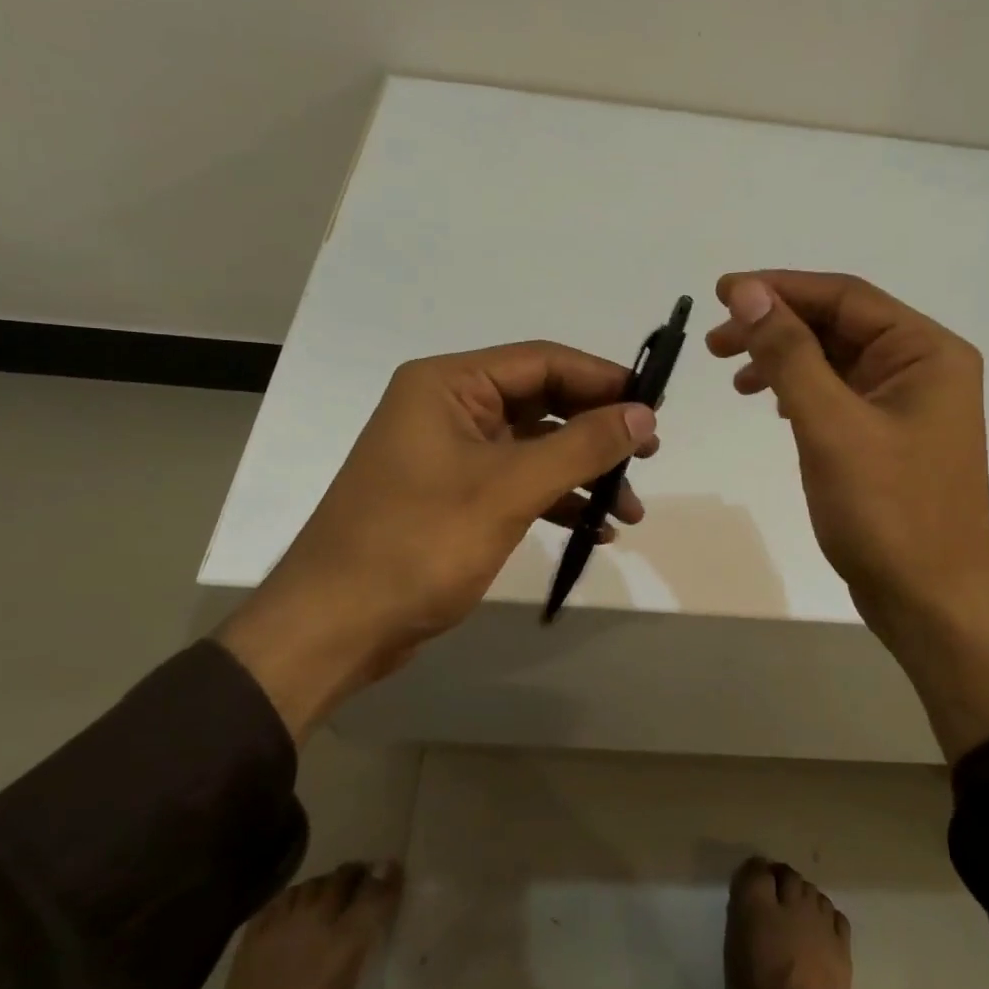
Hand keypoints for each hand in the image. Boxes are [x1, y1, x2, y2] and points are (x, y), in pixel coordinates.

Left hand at [216, 342, 657, 739]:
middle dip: (597, 432)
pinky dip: (556, 500)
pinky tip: (593, 530)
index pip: (542, 362)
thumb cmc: (418, 543)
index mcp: (449, 385)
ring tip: (628, 510)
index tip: (654, 406)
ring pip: (534, 447)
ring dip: (583, 473)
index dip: (603, 379)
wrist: (335, 626)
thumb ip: (582, 447)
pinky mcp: (452, 496)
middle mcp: (447, 408)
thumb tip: (644, 414)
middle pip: (542, 403)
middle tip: (648, 456)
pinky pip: (517, 482)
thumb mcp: (509, 489)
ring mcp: (449, 454)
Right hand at [706, 271, 988, 757]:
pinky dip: (800, 392)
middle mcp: (923, 368)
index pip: (845, 297)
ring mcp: (908, 405)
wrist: (930, 603)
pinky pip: (839, 395)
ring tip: (734, 376)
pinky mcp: (890, 438)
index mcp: (926, 351)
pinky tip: (771, 405)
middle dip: (776, 327)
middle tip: (716, 343)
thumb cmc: (887, 513)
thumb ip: (789, 353)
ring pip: (835, 361)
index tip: (721, 293)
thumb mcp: (830, 425)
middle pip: (839, 325)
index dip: (779, 288)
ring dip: (784, 360)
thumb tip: (749, 292)